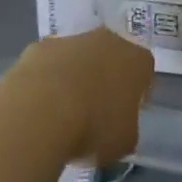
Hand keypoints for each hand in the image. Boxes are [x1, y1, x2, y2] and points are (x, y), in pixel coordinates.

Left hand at [4, 28, 154, 165]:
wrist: (41, 111)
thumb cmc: (93, 127)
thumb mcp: (124, 141)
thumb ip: (127, 129)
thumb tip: (119, 127)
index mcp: (136, 60)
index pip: (144, 70)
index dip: (136, 92)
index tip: (125, 114)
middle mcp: (108, 40)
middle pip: (111, 56)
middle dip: (104, 78)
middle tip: (94, 111)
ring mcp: (72, 39)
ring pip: (78, 57)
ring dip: (73, 77)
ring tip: (61, 113)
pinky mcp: (39, 47)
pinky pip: (48, 63)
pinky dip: (45, 80)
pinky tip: (37, 106)